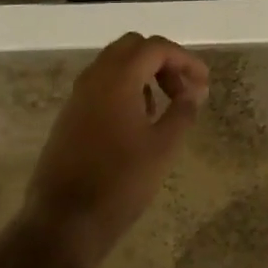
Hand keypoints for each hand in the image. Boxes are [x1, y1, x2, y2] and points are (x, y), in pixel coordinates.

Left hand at [22, 33, 208, 267]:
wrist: (64, 221)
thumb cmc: (120, 181)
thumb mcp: (163, 147)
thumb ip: (182, 112)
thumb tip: (194, 92)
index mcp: (118, 78)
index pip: (155, 47)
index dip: (184, 59)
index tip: (204, 83)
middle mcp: (95, 77)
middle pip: (133, 47)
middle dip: (162, 62)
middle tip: (182, 91)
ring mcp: (78, 95)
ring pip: (115, 64)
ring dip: (142, 75)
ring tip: (163, 109)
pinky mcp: (70, 114)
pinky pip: (101, 85)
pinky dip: (124, 89)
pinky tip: (137, 123)